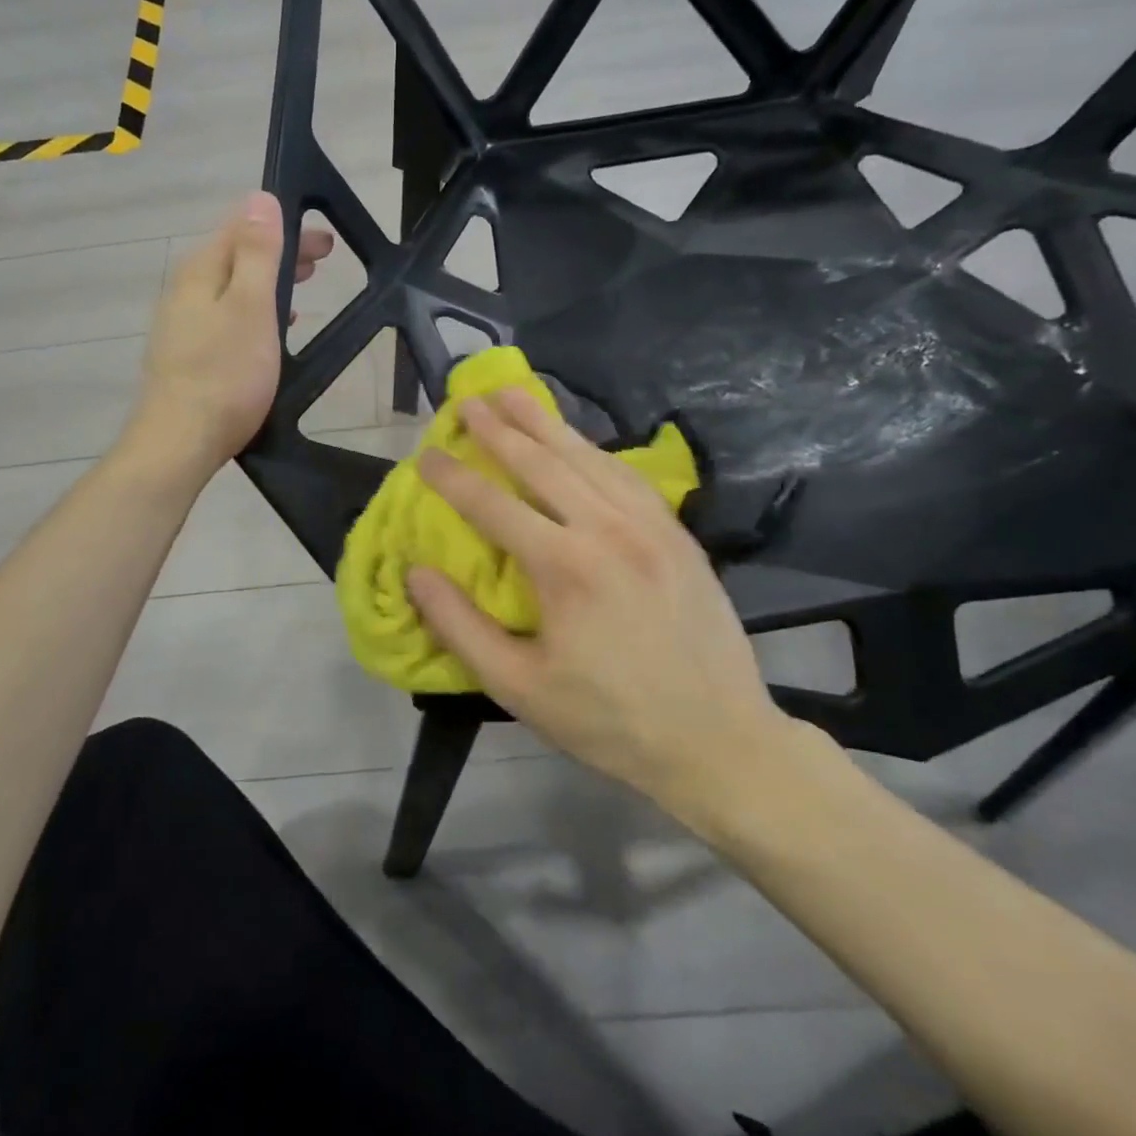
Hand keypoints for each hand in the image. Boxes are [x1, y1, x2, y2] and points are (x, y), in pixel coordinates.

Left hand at [129, 192, 333, 475]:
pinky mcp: (187, 353)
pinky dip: (255, 310)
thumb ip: (257, 253)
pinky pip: (228, 315)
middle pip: (237, 257)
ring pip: (233, 287)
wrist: (180, 441)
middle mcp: (186, 290)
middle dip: (280, 252)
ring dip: (270, 281)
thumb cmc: (225, 374)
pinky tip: (271, 328)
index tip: (324, 238)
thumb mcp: (251, 307)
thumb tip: (260, 199)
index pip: (242, 228)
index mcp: (202, 271)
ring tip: (303, 286)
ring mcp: (183, 323)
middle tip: (323, 259)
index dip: (283, 226)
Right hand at [406, 388, 795, 834]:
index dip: (453, 478)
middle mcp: (608, 530)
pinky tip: (578, 441)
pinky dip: (593, 451)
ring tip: (513, 395)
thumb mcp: (518, 688)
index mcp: (565, 568)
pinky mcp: (678, 534)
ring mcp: (650, 526)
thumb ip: (460, 626)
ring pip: (588, 459)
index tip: (426, 454)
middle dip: (499, 429)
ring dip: (546, 423)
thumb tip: (416, 572)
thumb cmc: (609, 721)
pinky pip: (627, 476)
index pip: (493, 505)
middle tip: (467, 400)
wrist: (719, 740)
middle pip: (542, 464)